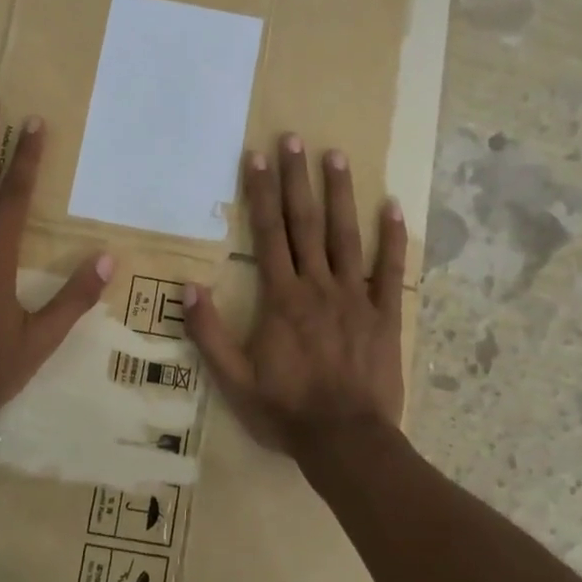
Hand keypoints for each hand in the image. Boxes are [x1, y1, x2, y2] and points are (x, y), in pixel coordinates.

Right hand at [184, 136, 407, 460]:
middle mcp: (318, 286)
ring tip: (337, 156)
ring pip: (346, 236)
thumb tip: (187, 287)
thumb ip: (210, 333)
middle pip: (305, 223)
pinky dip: (392, 239)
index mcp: (282, 298)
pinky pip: (390, 271)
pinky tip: (393, 207)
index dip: (261, 193)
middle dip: (297, 179)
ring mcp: (355, 297)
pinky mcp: (385, 314)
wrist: (346, 442)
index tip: (256, 157)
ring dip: (340, 194)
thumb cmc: (287, 411)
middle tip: (294, 139)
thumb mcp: (234, 380)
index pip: (268, 234)